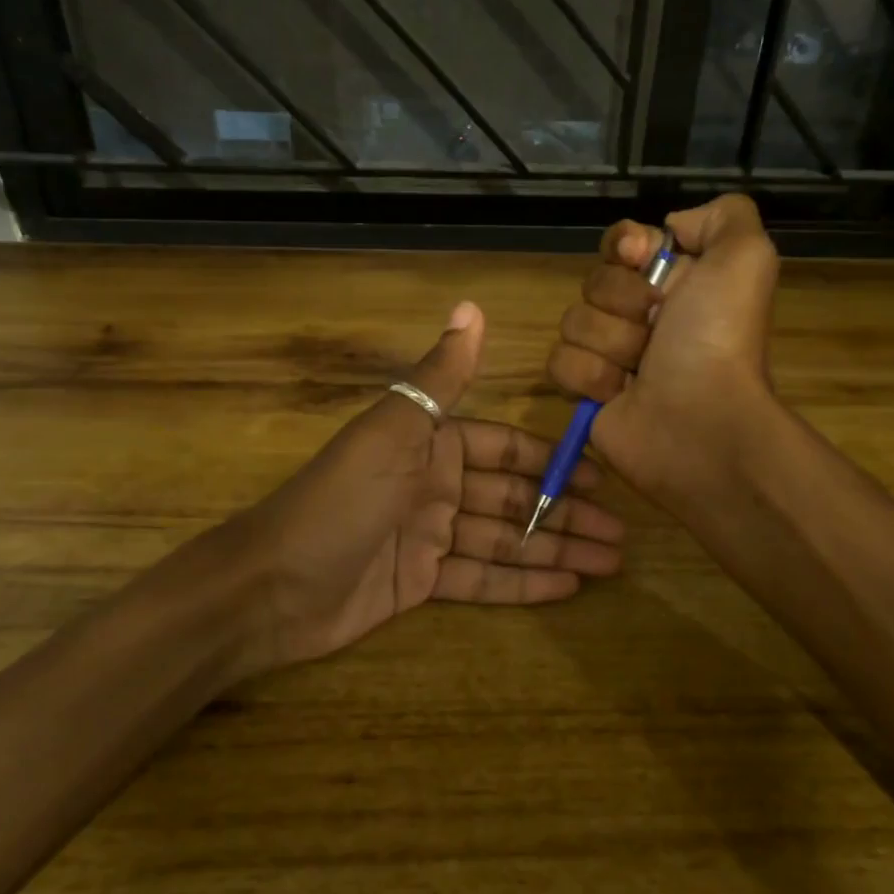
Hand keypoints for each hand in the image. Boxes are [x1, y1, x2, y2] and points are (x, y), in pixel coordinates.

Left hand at [226, 301, 623, 672]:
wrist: (272, 586)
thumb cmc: (340, 500)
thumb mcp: (393, 431)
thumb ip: (440, 378)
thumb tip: (471, 306)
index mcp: (430, 444)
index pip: (504, 449)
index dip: (551, 462)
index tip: (600, 477)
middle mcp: (435, 485)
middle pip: (513, 500)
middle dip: (565, 514)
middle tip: (621, 534)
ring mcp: (429, 537)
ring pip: (505, 541)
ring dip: (555, 551)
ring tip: (610, 563)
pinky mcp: (421, 583)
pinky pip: (482, 579)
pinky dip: (522, 583)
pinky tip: (567, 587)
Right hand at [546, 194, 780, 505]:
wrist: (701, 422)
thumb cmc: (719, 340)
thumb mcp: (745, 258)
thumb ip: (724, 216)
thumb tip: (669, 228)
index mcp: (677, 281)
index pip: (623, 243)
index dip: (625, 246)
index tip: (640, 258)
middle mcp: (642, 315)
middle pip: (594, 281)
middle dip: (623, 302)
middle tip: (657, 328)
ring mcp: (610, 354)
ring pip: (573, 322)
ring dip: (610, 344)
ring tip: (641, 370)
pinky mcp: (585, 391)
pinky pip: (559, 363)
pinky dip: (589, 377)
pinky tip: (617, 393)